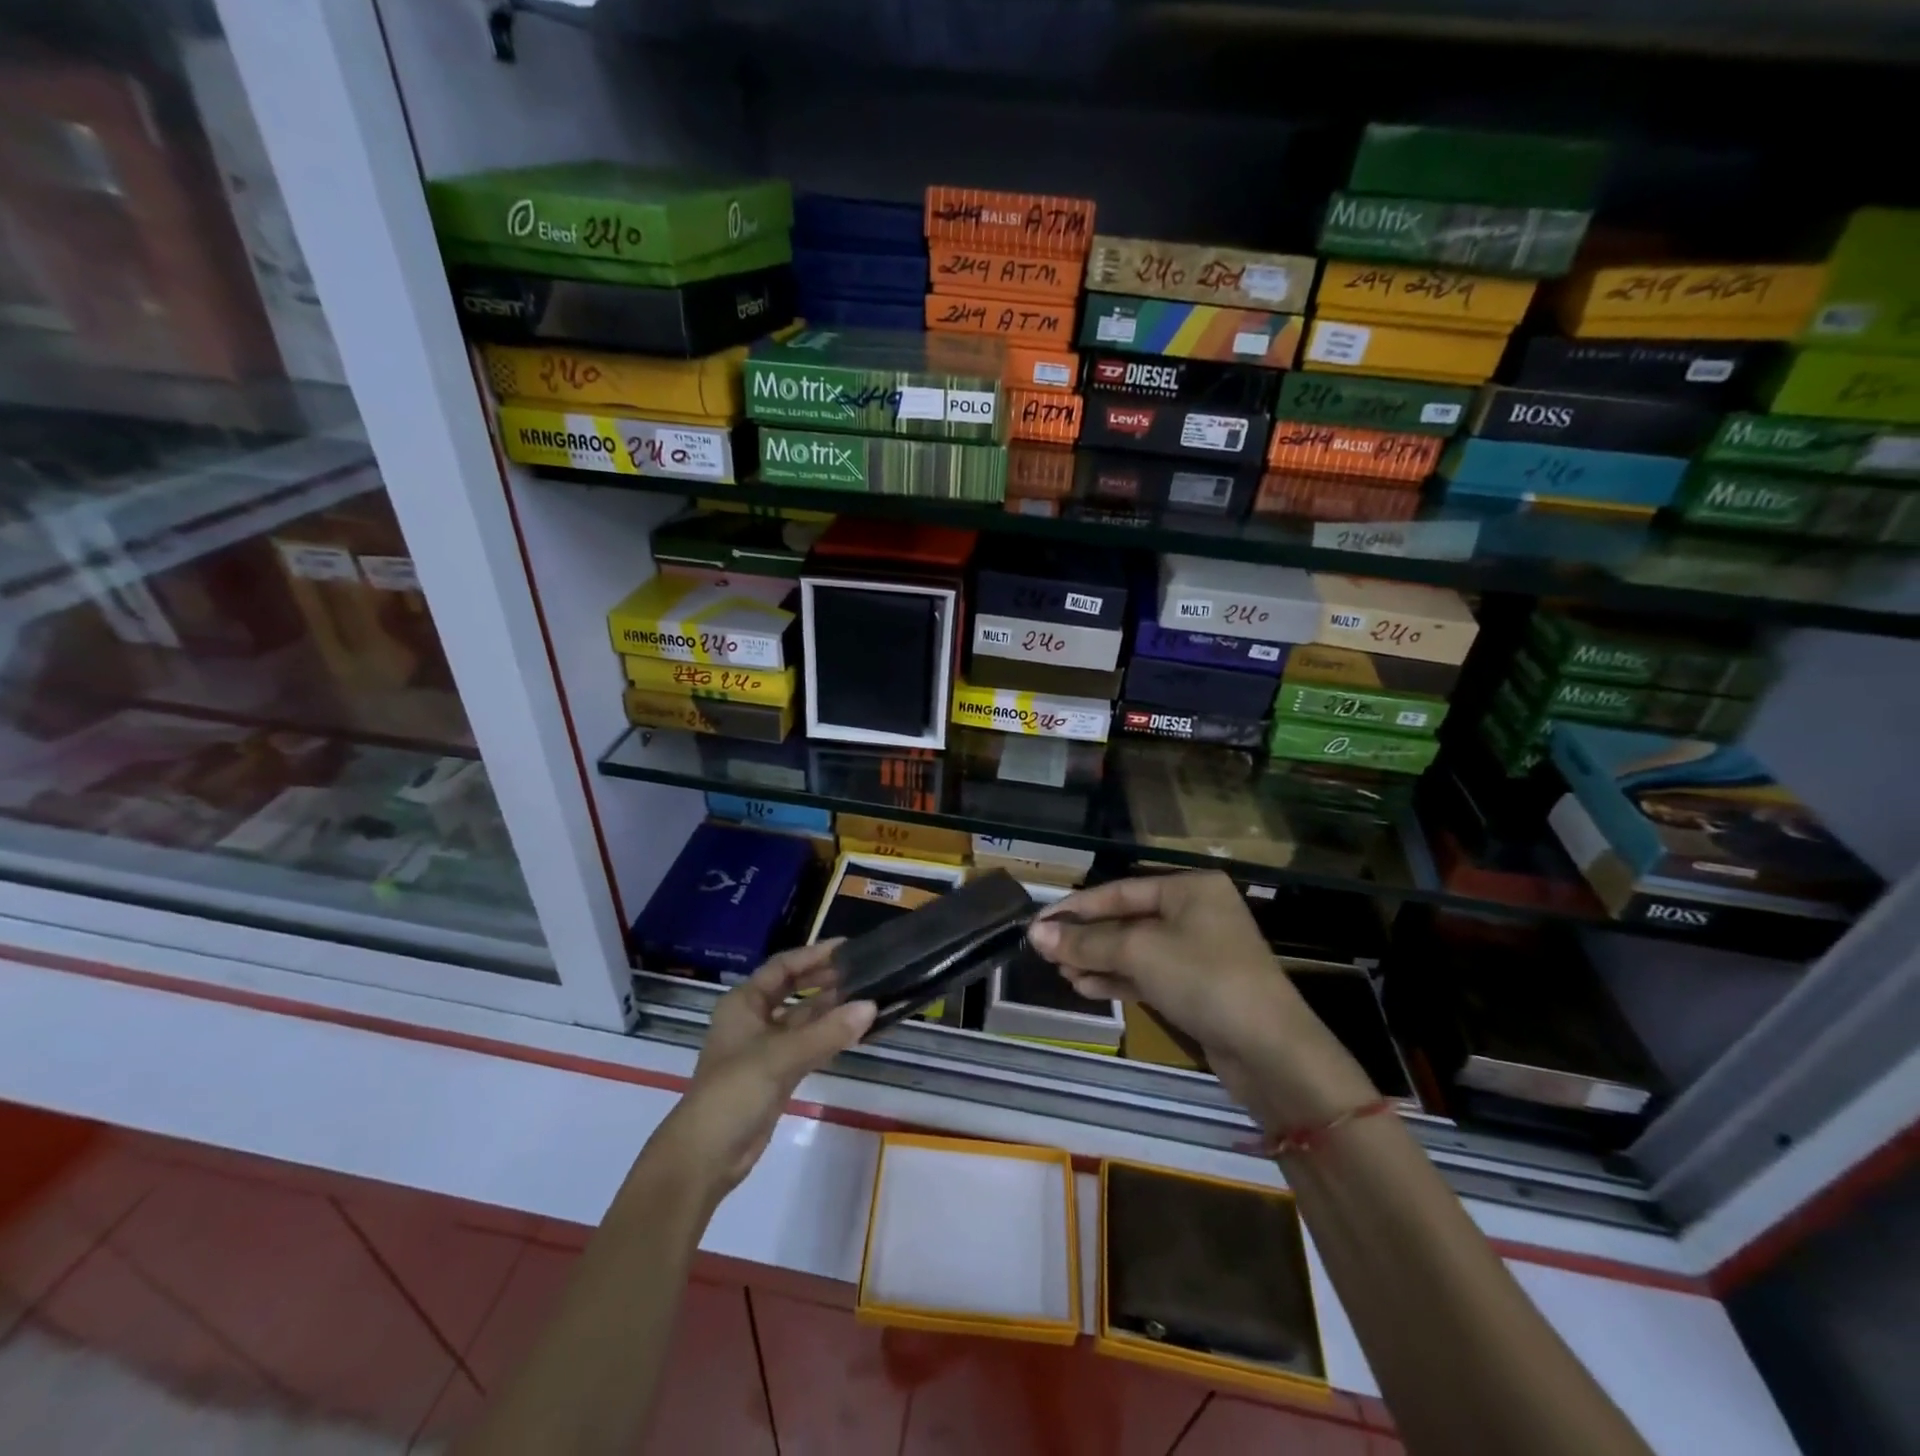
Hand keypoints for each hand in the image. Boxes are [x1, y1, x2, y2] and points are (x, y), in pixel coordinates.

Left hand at [652, 943, 874, 1204]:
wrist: (707, 1155)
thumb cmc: (735, 1091)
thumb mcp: (781, 1055)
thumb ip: (828, 1031)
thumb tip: (872, 1006)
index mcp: (744, 1003)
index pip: (783, 967)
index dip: (813, 955)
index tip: (847, 947)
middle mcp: (753, 1019)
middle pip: (793, 990)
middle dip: (825, 980)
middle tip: (863, 970)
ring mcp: (765, 1048)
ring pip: (803, 1019)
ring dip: (831, 1009)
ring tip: (867, 996)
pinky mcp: (776, 1074)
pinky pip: (808, 1045)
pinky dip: (829, 1037)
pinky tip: (854, 1031)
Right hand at [1027, 872, 1374, 1131]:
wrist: (1271, 1052)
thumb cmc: (1204, 980)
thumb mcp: (1139, 953)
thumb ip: (1086, 942)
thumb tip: (1036, 934)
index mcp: (1188, 888)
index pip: (1119, 891)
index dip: (1075, 908)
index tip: (1037, 922)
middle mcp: (1194, 912)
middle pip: (1125, 920)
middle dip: (1086, 938)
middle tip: (1044, 953)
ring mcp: (1198, 951)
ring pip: (1134, 950)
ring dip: (1097, 961)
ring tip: (1060, 973)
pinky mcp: (1197, 987)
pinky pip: (1148, 974)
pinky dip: (1117, 979)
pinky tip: (1085, 987)